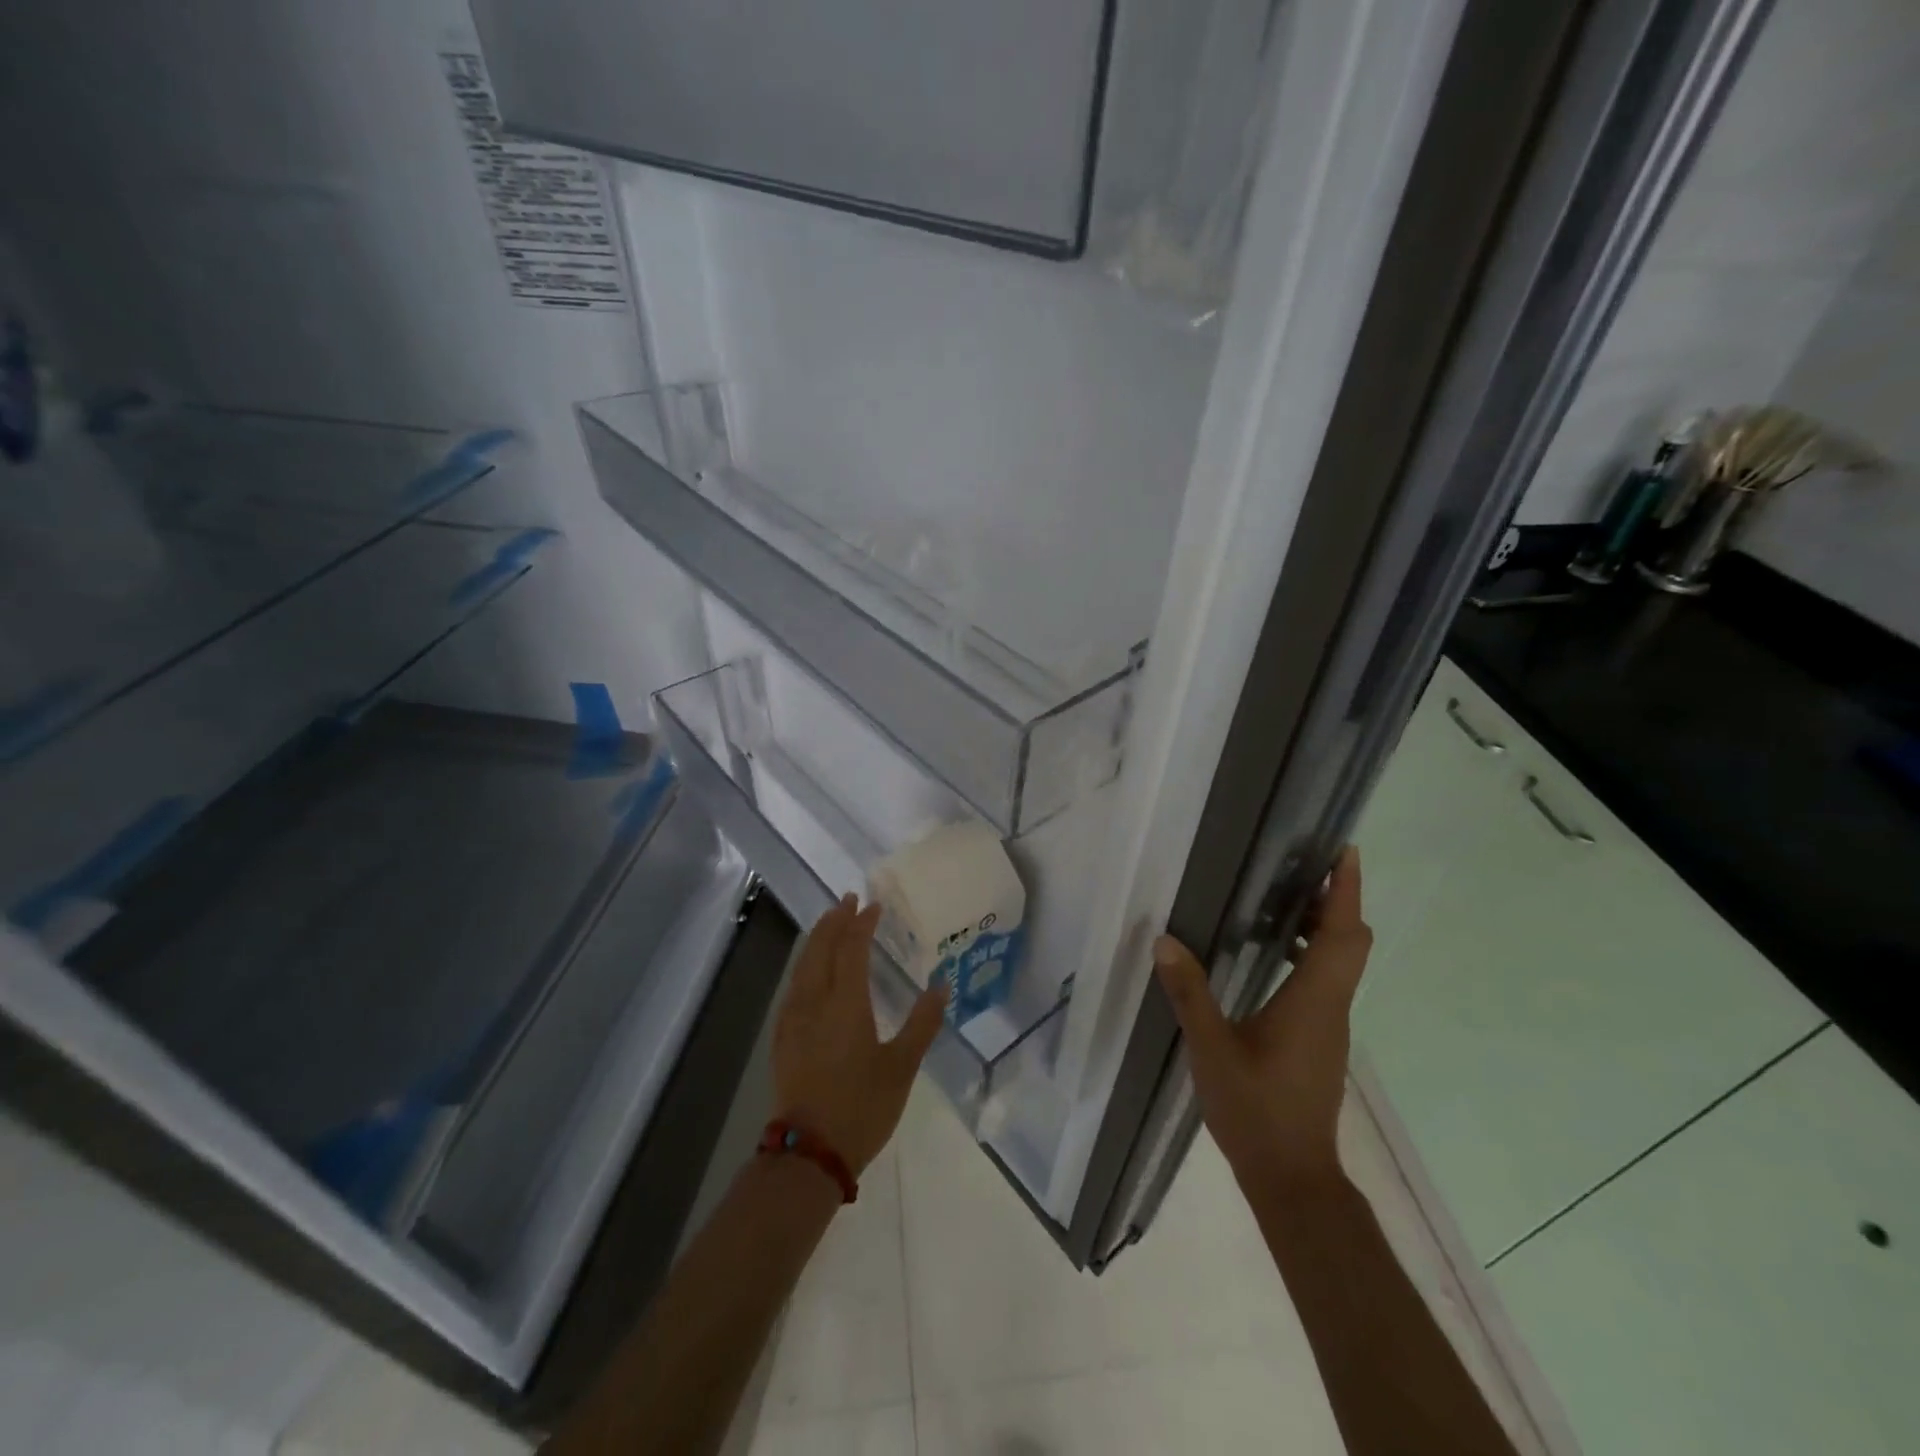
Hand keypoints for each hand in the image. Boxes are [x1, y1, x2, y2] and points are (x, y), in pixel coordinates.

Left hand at [773, 895, 947, 1175]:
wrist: (809, 1153)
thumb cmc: (862, 1107)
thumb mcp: (902, 1067)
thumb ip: (922, 1023)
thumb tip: (942, 986)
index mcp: (846, 1003)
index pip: (852, 948)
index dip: (862, 923)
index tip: (873, 905)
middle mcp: (815, 1001)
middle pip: (821, 948)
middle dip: (834, 921)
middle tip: (848, 901)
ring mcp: (793, 1019)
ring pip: (802, 964)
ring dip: (817, 939)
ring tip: (830, 925)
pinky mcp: (783, 1037)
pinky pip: (793, 985)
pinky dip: (804, 964)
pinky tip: (809, 972)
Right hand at [1154, 846, 1371, 1190]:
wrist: (1293, 1178)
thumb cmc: (1257, 1110)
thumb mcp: (1212, 1049)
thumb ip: (1190, 993)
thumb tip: (1164, 940)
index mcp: (1314, 1000)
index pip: (1344, 933)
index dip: (1347, 890)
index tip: (1345, 851)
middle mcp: (1332, 1007)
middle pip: (1350, 943)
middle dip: (1337, 901)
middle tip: (1303, 869)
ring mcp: (1330, 1027)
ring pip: (1341, 963)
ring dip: (1324, 928)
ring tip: (1282, 903)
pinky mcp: (1320, 1042)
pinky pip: (1326, 983)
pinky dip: (1312, 956)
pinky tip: (1271, 958)